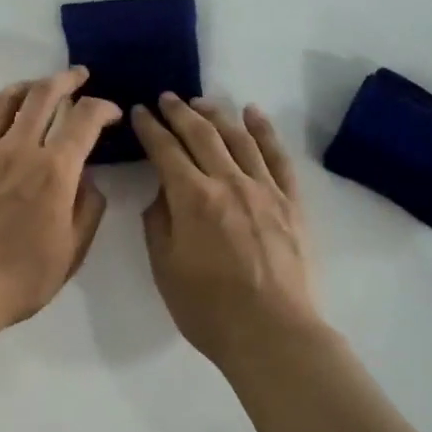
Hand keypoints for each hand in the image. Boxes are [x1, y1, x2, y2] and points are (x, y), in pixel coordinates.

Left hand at [0, 68, 122, 336]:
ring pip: (5, 100)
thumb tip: (87, 180)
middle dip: (66, 80)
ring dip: (26, 86)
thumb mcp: (73, 250)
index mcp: (54, 170)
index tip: (112, 113)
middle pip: (43, 95)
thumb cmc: (22, 277)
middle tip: (78, 77)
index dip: (103, 108)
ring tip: (37, 87)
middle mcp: (19, 148)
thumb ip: (87, 208)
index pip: (85, 119)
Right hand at [131, 94, 323, 373]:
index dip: (150, 128)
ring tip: (201, 102)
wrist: (272, 333)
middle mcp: (229, 182)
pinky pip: (278, 157)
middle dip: (180, 112)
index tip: (140, 112)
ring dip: (217, 115)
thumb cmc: (208, 308)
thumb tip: (162, 193)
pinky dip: (264, 131)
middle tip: (166, 98)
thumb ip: (158, 223)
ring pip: (239, 138)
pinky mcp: (291, 202)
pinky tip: (253, 114)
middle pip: (202, 135)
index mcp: (192, 198)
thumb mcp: (165, 267)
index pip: (166, 150)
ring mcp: (265, 189)